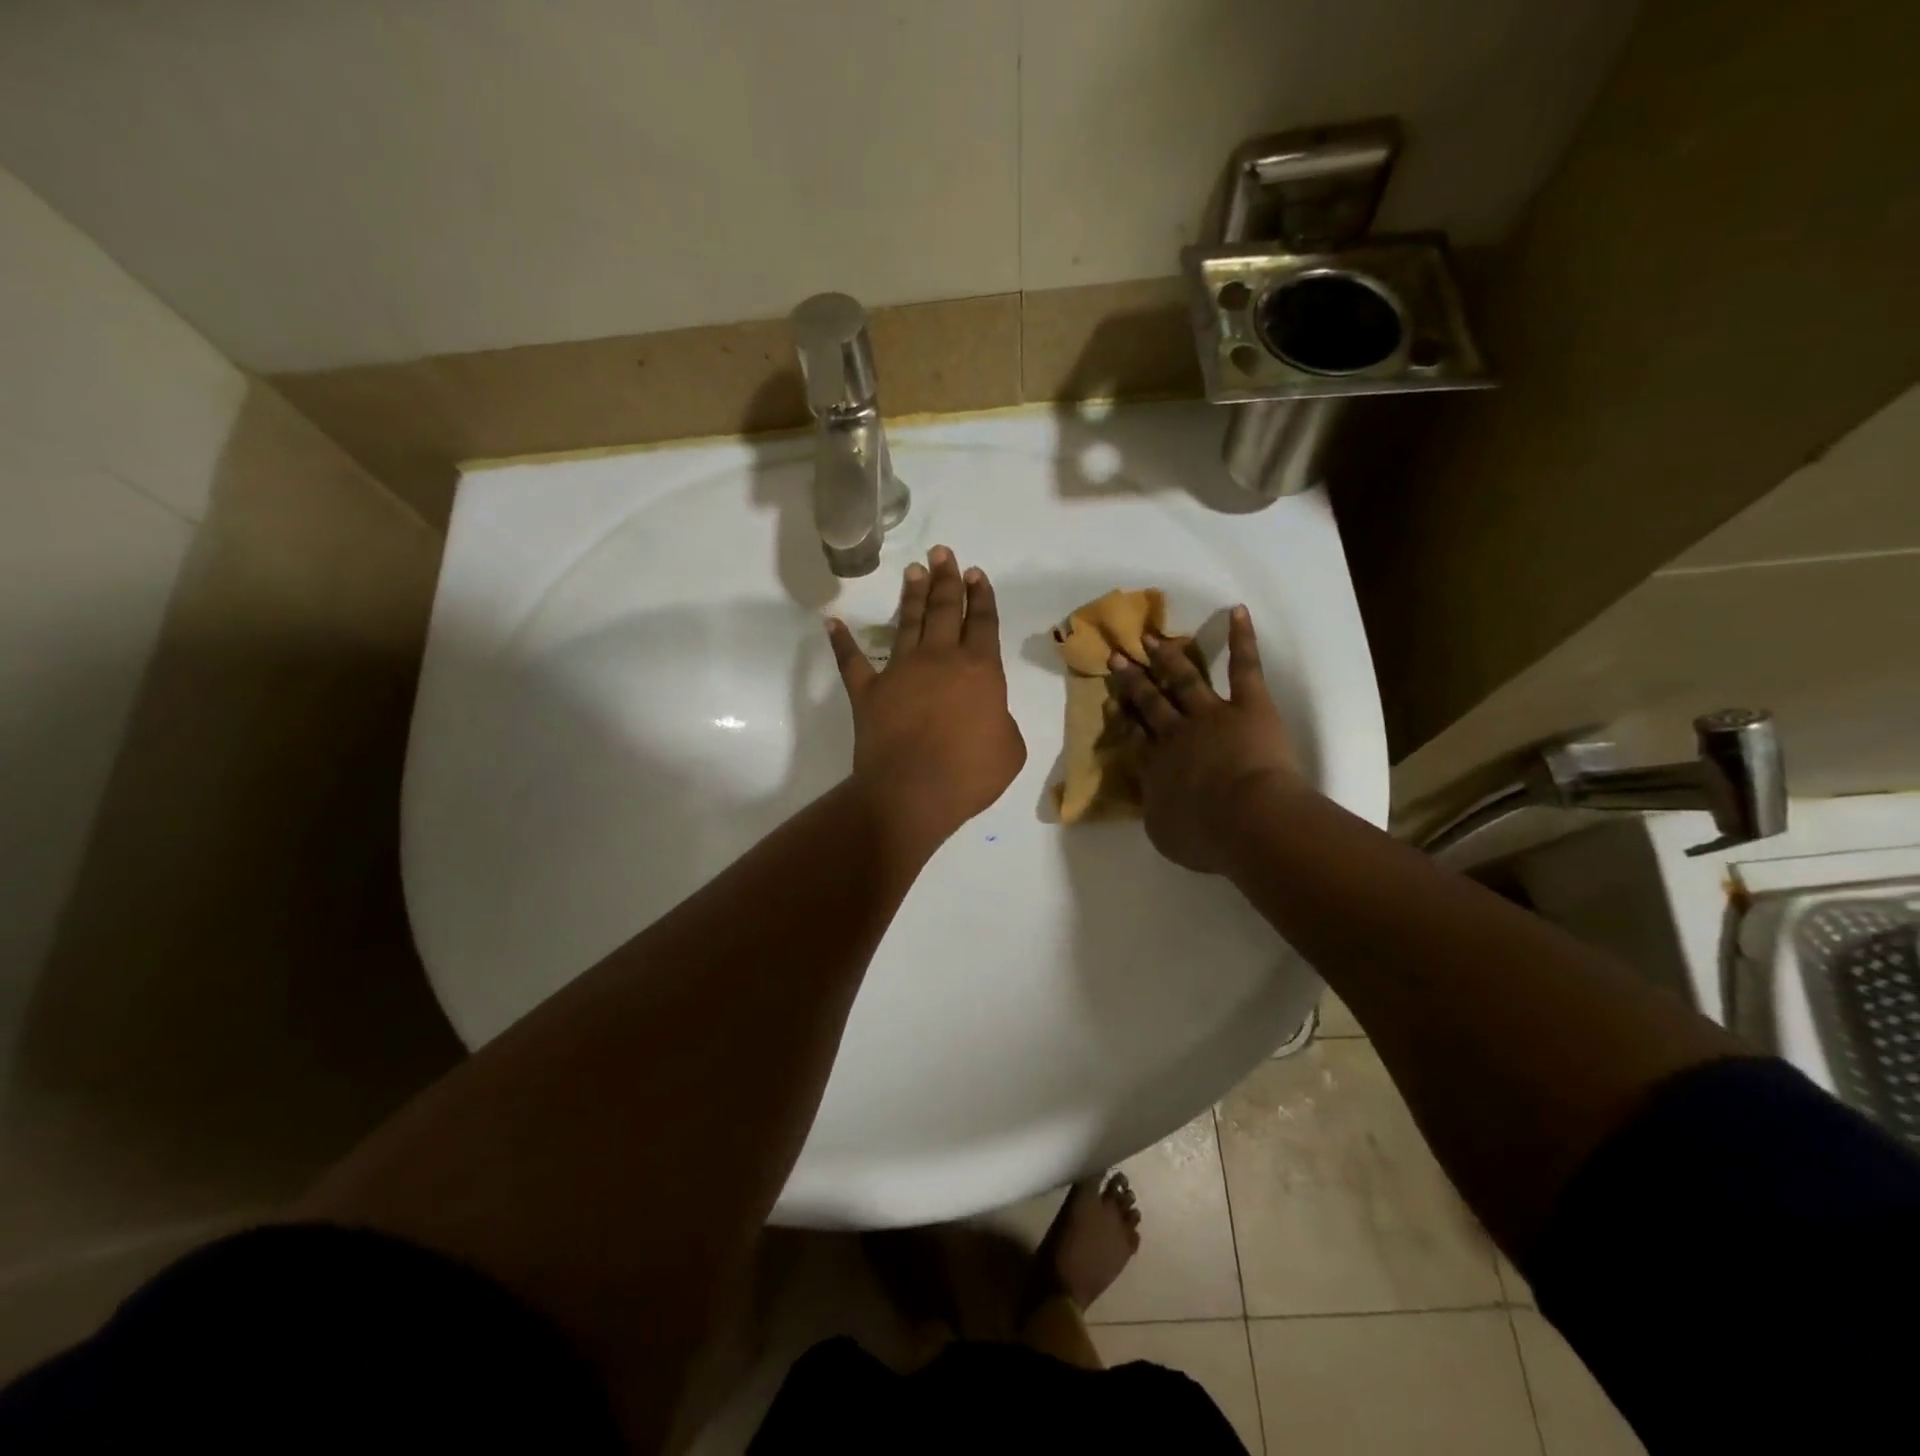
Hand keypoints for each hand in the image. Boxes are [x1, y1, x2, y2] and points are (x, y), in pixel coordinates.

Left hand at [828, 546, 1026, 856]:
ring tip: (914, 570)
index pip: (983, 622)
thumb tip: (988, 716)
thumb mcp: (1010, 749)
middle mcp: (940, 659)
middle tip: (943, 553)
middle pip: (945, 610)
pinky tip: (834, 623)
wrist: (912, 792)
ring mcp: (900, 671)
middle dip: (946, 579)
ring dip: (911, 595)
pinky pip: (852, 661)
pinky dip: (842, 642)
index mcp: (980, 670)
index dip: (981, 596)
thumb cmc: (970, 773)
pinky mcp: (868, 691)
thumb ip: (1001, 722)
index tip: (975, 573)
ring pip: (907, 623)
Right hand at [1107, 606, 1304, 874]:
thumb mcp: (1163, 833)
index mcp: (1155, 765)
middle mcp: (1176, 733)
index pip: (1134, 734)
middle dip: (1133, 679)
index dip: (1122, 715)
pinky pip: (1244, 667)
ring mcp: (1211, 714)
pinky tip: (1237, 612)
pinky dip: (1241, 639)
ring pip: (1184, 678)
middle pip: (1150, 701)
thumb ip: (1155, 810)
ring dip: (1168, 657)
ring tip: (1151, 637)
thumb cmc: (1205, 836)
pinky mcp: (1249, 705)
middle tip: (1117, 657)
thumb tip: (1152, 797)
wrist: (1248, 820)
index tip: (1111, 700)